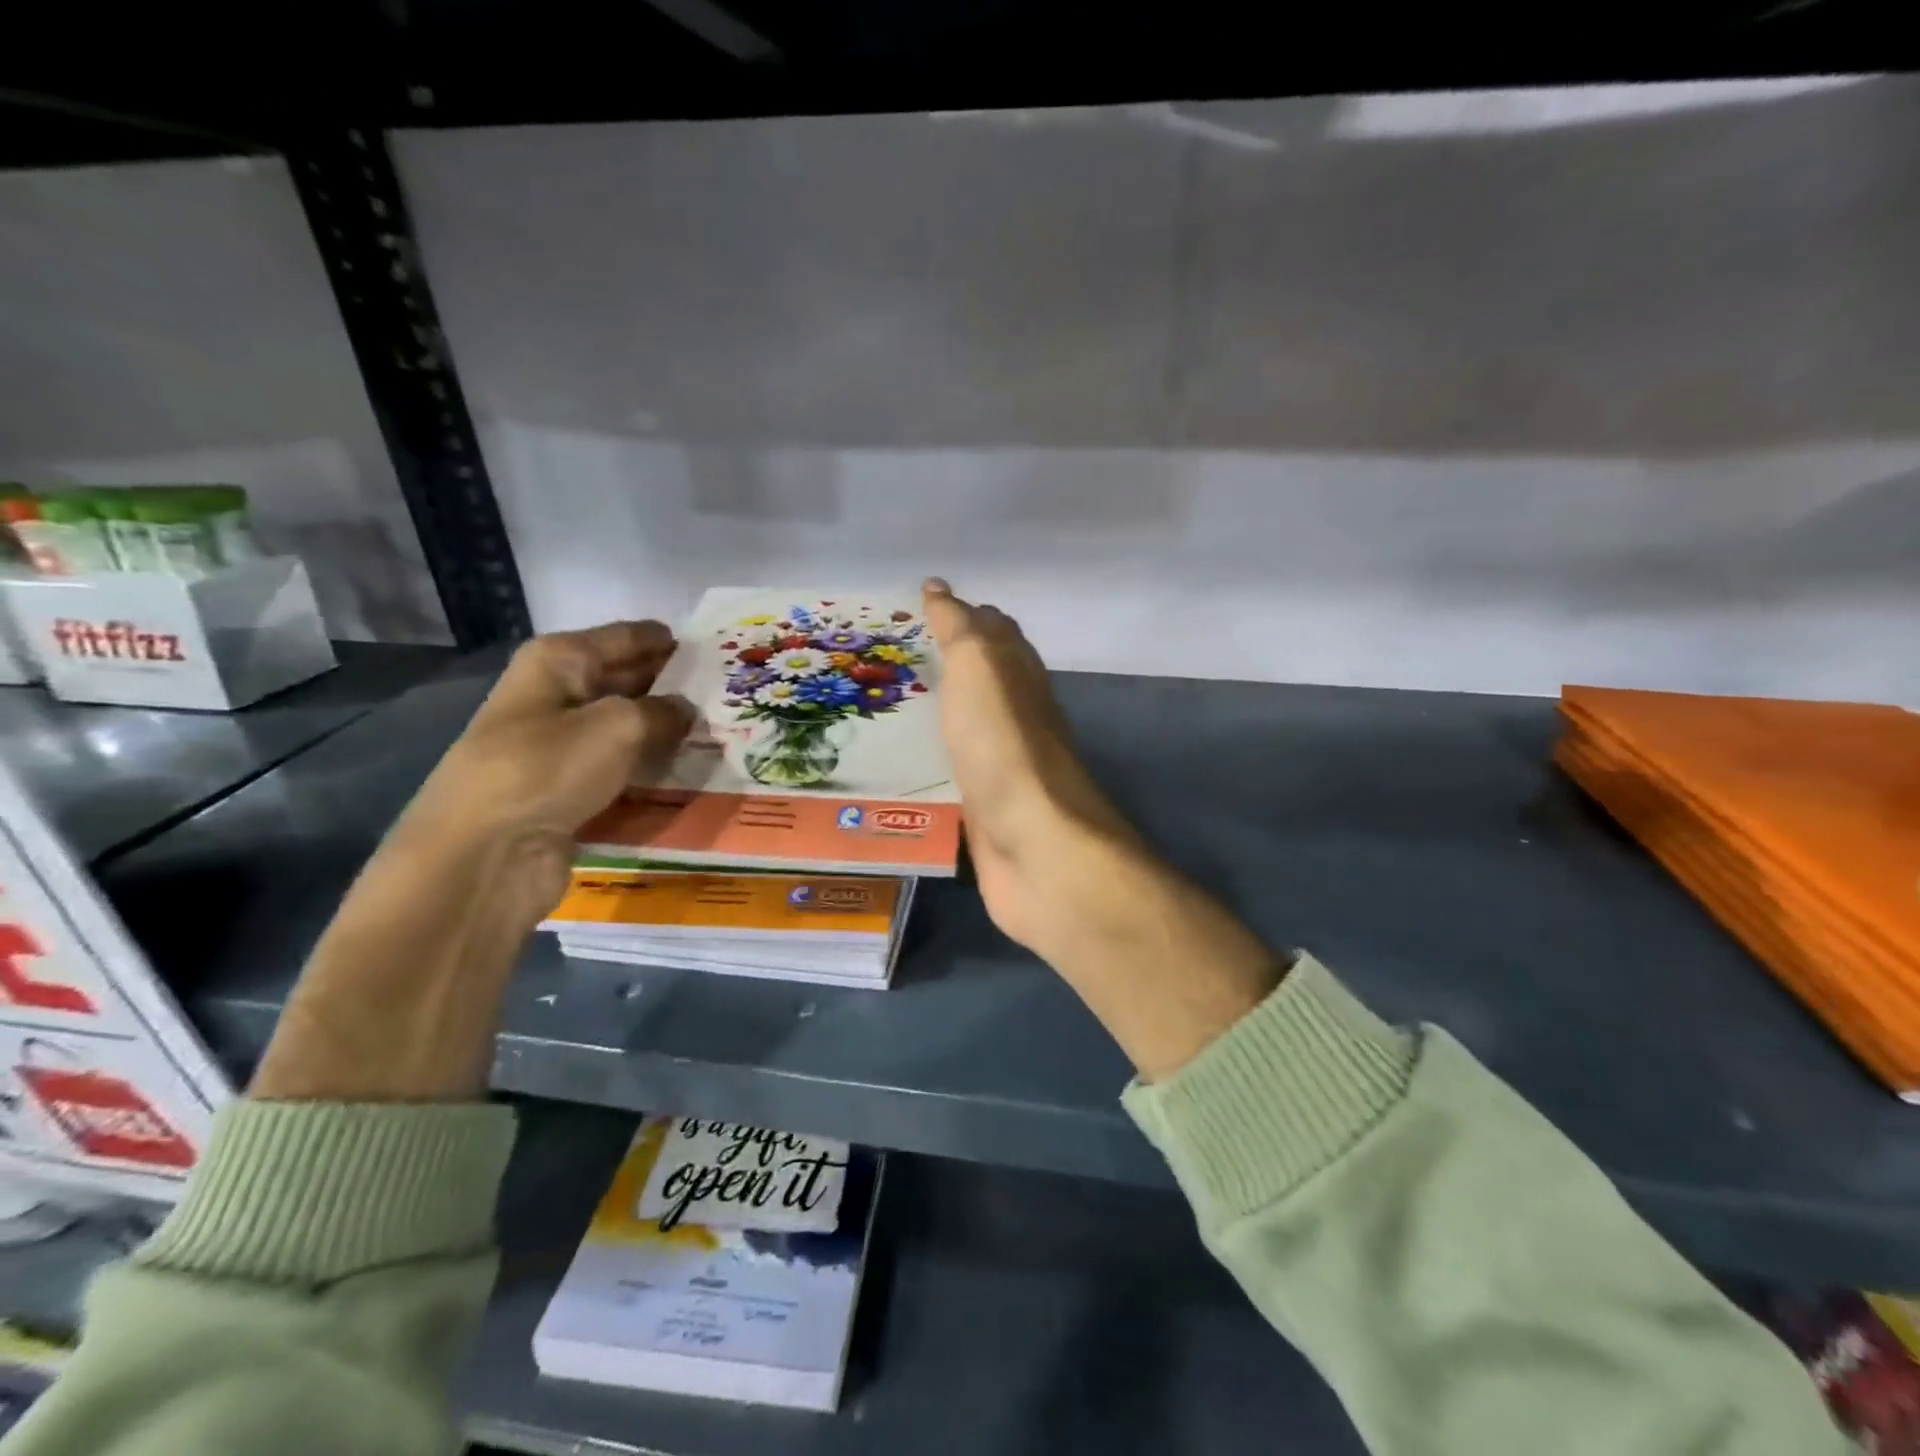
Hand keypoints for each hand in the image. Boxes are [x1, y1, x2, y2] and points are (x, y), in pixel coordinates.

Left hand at [254, 623, 692, 1100]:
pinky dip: (650, 772)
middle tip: (730, 695)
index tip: (717, 650)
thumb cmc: (547, 768)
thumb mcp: (619, 726)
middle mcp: (556, 696)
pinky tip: (689, 774)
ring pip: (627, 730)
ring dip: (667, 734)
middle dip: (674, 687)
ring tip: (723, 734)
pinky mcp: (567, 790)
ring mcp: (559, 747)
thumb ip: (664, 711)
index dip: (670, 642)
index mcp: (559, 661)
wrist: (483, 856)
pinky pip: (620, 771)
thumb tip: (685, 710)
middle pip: (627, 680)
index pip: (627, 638)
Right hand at [921, 580, 1137, 957]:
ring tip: (884, 706)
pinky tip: (901, 766)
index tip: (920, 605)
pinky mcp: (984, 813)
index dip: (963, 614)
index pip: (994, 633)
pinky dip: (932, 762)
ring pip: (966, 728)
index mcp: (1019, 678)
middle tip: (891, 655)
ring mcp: (1002, 769)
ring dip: (936, 714)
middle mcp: (1016, 719)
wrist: (1036, 848)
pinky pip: (953, 775)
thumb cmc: (1005, 748)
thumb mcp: (980, 670)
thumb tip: (940, 588)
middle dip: (946, 663)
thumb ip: (960, 630)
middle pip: (983, 681)